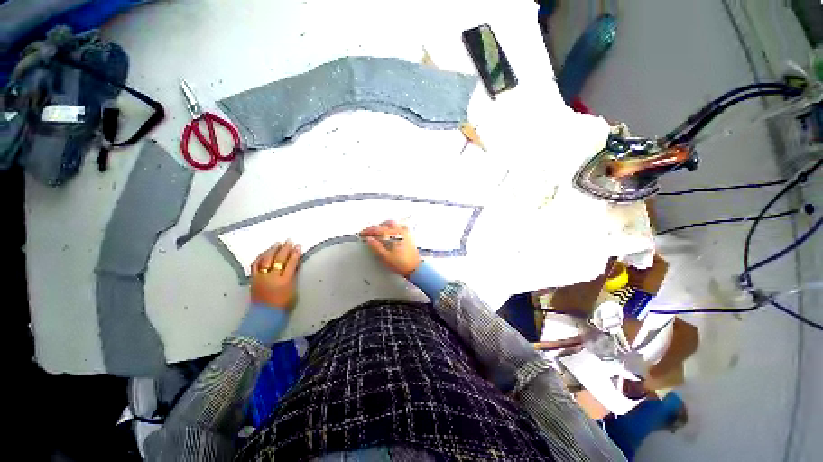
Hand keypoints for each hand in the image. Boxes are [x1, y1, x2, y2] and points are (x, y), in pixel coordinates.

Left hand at [250, 241, 300, 309]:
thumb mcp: (293, 291)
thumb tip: (293, 266)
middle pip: (279, 259)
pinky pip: (255, 265)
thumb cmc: (283, 305)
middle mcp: (272, 277)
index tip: (298, 246)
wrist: (265, 315)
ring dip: (272, 250)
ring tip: (277, 243)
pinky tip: (264, 252)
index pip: (291, 263)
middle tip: (289, 241)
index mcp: (284, 281)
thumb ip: (293, 277)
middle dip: (285, 249)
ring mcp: (261, 277)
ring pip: (266, 260)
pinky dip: (260, 257)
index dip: (295, 254)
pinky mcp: (253, 279)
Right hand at [360, 220, 420, 276]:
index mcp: (395, 235)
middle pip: (386, 224)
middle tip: (369, 233)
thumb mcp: (385, 257)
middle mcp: (401, 232)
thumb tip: (369, 240)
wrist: (415, 268)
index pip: (379, 229)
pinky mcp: (408, 237)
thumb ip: (376, 247)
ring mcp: (406, 233)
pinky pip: (398, 228)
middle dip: (376, 227)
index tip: (363, 233)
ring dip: (384, 227)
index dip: (369, 231)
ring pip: (393, 224)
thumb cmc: (403, 264)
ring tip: (377, 234)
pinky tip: (388, 235)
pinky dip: (391, 229)